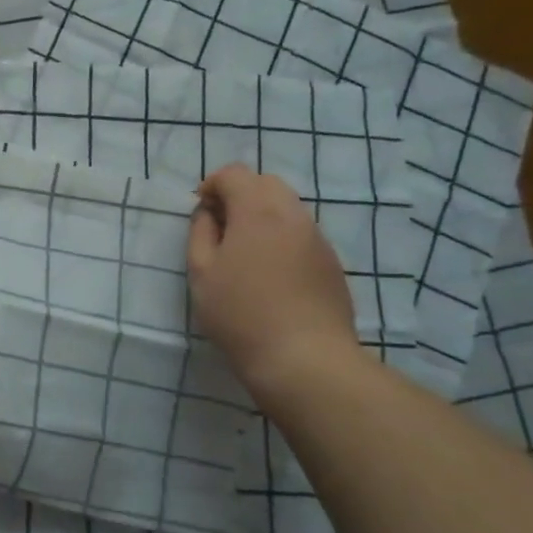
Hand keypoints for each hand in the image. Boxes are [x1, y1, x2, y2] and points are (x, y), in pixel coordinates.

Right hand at [187, 164, 359, 394]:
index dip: (212, 185)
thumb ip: (201, 233)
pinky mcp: (331, 263)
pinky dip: (281, 237)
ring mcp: (317, 239)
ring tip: (244, 253)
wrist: (304, 358)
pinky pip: (301, 234)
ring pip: (287, 208)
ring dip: (262, 216)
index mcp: (257, 211)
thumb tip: (208, 214)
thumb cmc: (241, 313)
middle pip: (266, 183)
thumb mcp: (201, 273)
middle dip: (240, 195)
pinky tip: (270, 274)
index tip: (201, 213)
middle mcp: (293, 215)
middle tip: (220, 228)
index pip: (235, 174)